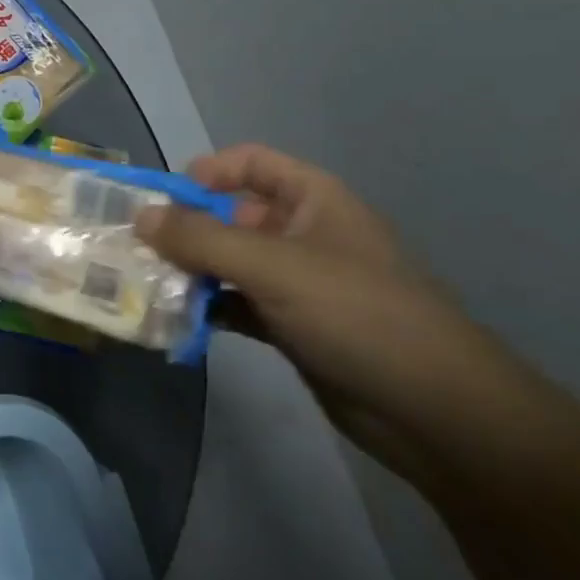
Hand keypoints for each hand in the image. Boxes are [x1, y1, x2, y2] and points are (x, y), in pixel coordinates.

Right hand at [138, 144, 517, 483]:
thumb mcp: (272, 266)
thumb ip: (199, 238)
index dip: (207, 171)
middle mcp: (304, 234)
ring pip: (230, 261)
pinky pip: (237, 302)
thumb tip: (139, 216)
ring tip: (146, 283)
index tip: (166, 198)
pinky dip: (207, 305)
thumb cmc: (359, 316)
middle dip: (185, 226)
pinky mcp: (293, 327)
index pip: (251, 163)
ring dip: (190, 269)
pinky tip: (176, 318)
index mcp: (314, 200)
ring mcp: (300, 283)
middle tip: (138, 245)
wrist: (441, 416)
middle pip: (231, 213)